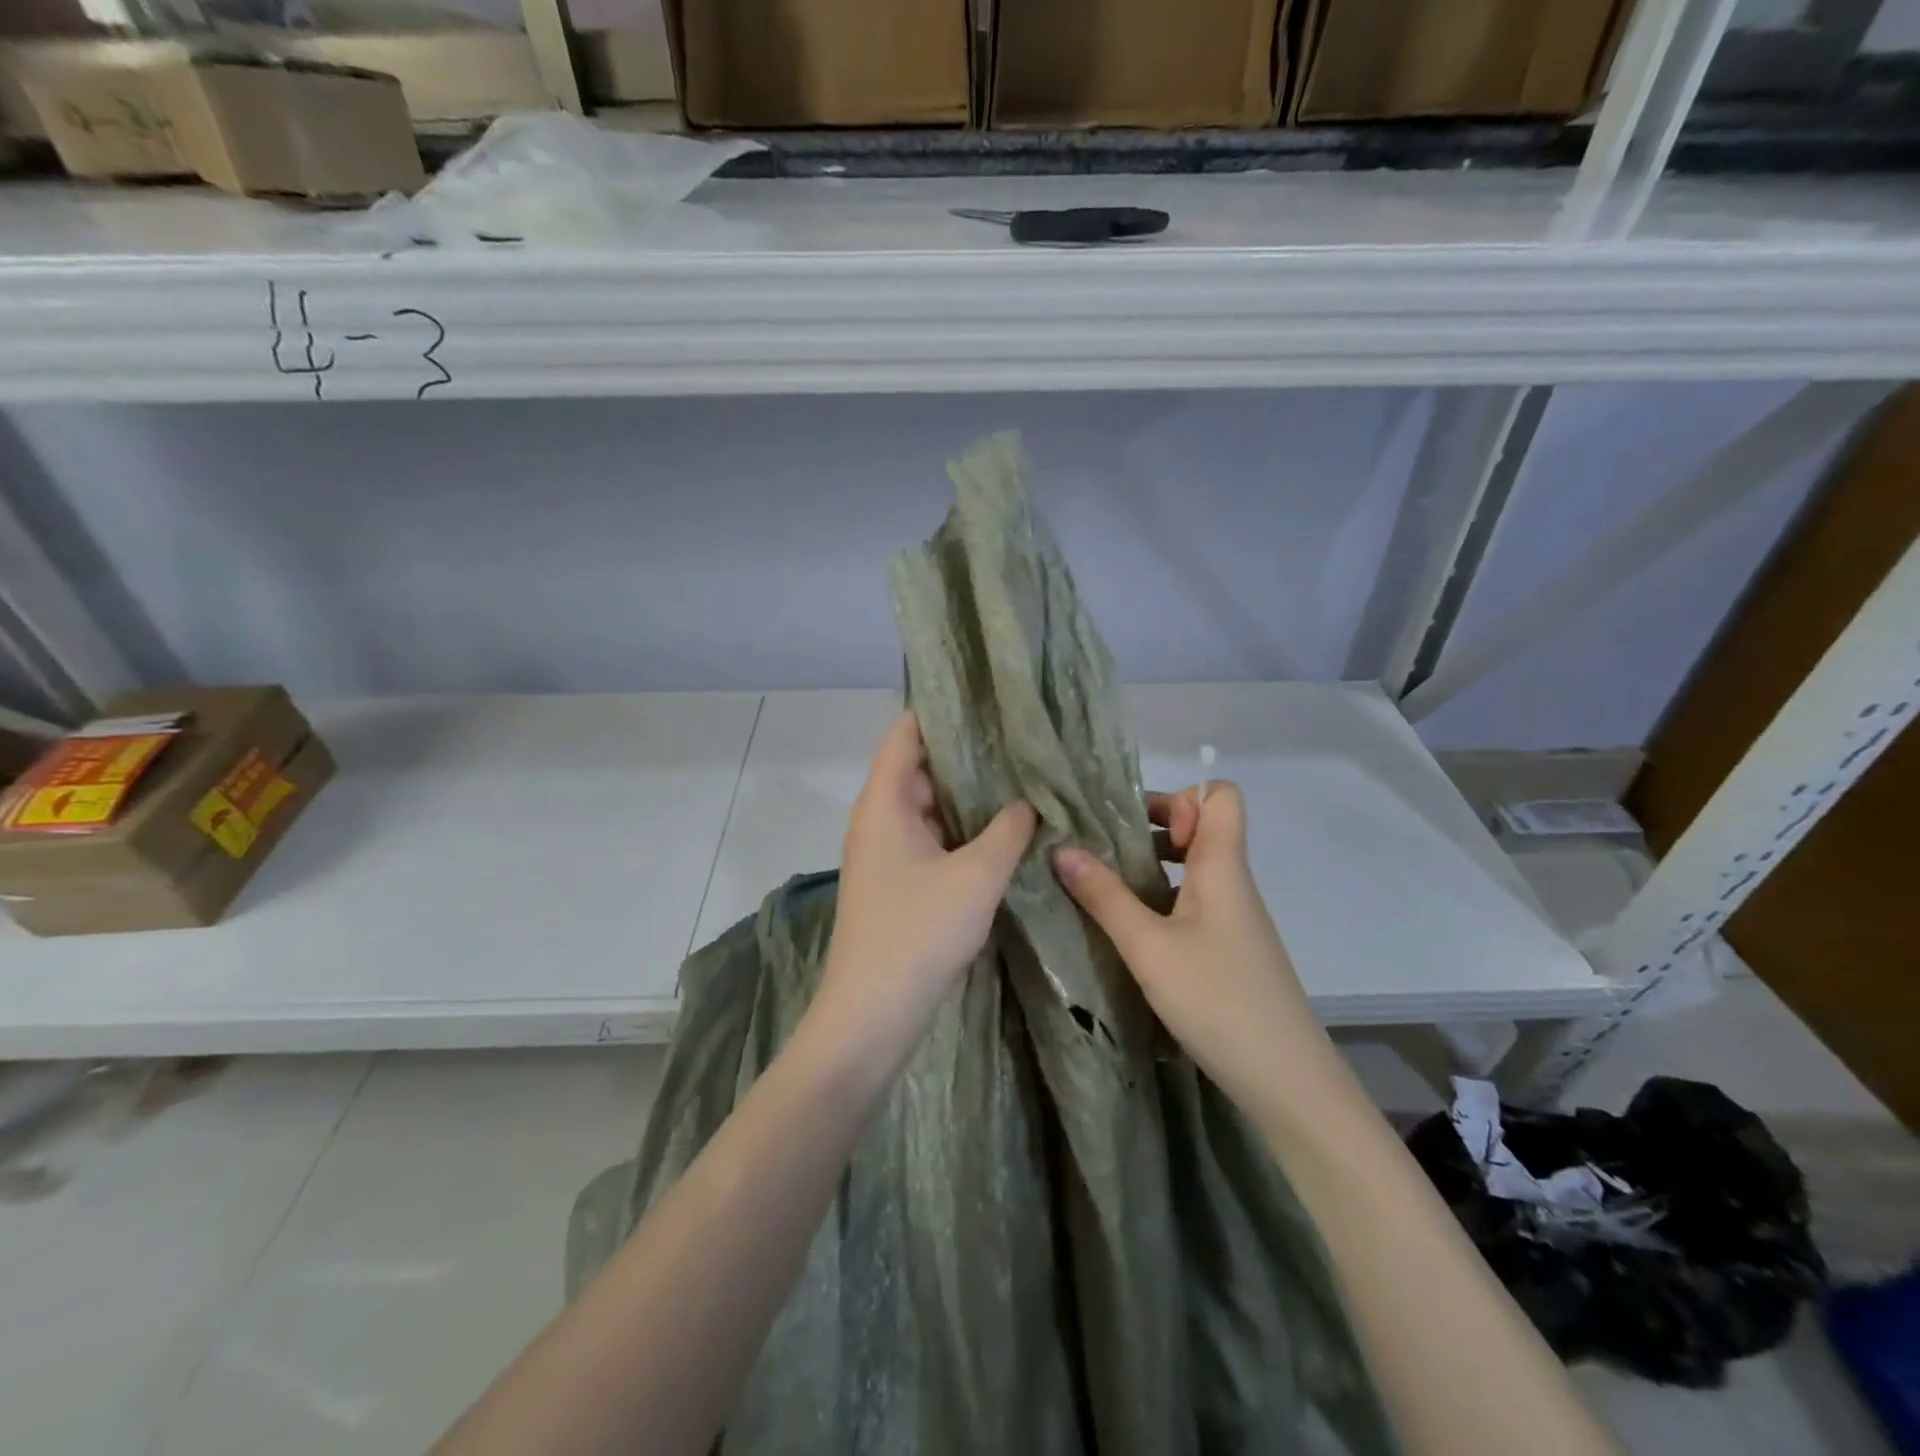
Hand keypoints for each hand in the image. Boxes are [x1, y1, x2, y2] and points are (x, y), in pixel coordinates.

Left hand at [812, 711, 1035, 1070]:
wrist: (871, 1015)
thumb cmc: (918, 933)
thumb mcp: (976, 876)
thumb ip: (1008, 830)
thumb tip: (1027, 803)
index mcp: (884, 802)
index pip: (906, 733)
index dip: (942, 710)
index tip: (987, 698)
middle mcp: (878, 819)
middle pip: (921, 768)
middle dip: (968, 756)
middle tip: (1020, 744)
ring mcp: (885, 853)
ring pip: (929, 808)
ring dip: (968, 799)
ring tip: (1021, 782)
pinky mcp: (896, 883)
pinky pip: (930, 840)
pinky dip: (961, 832)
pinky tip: (1002, 834)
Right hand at [1053, 783, 1329, 1106]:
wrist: (1287, 1081)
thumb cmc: (1217, 1000)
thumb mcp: (1148, 947)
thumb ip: (1104, 896)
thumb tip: (1061, 848)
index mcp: (1222, 866)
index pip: (1220, 796)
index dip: (1180, 797)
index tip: (1138, 827)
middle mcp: (1232, 883)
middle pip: (1203, 827)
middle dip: (1153, 827)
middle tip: (1106, 849)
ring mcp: (1234, 918)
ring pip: (1195, 867)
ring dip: (1152, 866)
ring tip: (1106, 884)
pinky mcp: (1229, 948)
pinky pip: (1194, 902)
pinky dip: (1161, 899)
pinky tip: (1130, 929)